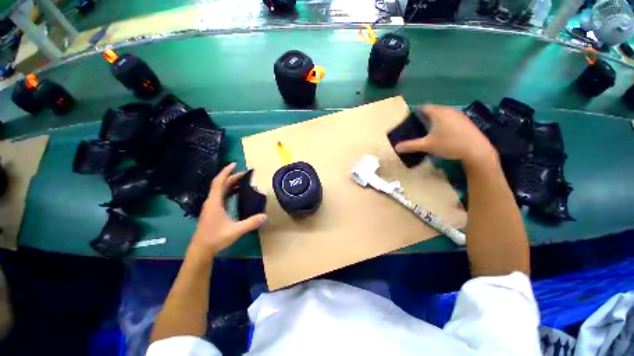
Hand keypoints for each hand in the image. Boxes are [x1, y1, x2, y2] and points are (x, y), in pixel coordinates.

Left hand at [189, 163, 266, 257]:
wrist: (201, 250)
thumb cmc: (215, 238)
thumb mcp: (235, 231)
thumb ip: (250, 223)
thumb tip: (265, 216)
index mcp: (214, 202)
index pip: (219, 182)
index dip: (226, 172)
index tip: (234, 164)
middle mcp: (212, 202)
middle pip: (221, 184)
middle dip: (233, 177)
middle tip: (246, 174)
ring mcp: (212, 206)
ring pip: (221, 190)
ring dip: (232, 184)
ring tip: (244, 182)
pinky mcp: (213, 211)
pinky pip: (222, 196)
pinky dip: (230, 192)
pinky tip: (238, 194)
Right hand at [395, 105, 496, 166]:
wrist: (476, 150)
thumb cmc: (449, 144)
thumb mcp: (426, 146)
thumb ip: (410, 145)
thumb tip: (396, 147)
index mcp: (438, 113)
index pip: (423, 107)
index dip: (415, 112)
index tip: (409, 120)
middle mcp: (449, 110)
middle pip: (433, 110)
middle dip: (424, 117)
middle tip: (417, 127)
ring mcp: (459, 115)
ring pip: (442, 114)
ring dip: (434, 120)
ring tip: (428, 131)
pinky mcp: (466, 121)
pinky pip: (450, 118)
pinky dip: (444, 123)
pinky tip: (443, 134)